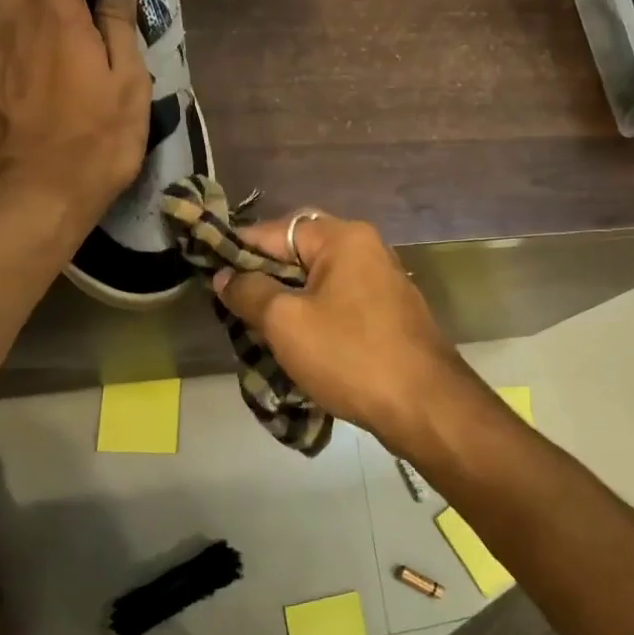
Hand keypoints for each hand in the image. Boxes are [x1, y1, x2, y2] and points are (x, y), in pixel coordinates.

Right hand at [212, 211, 477, 445]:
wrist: (424, 404)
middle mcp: (367, 248)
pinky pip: (340, 301)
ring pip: (320, 279)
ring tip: (257, 325)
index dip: (238, 249)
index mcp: (343, 238)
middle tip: (233, 303)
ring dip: (288, 297)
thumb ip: (250, 292)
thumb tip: (225, 276)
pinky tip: (297, 340)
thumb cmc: (350, 355)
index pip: (276, 230)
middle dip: (264, 275)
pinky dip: (315, 313)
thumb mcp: (286, 323)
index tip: (210, 271)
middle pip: (300, 251)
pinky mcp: (390, 311)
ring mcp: (383, 280)